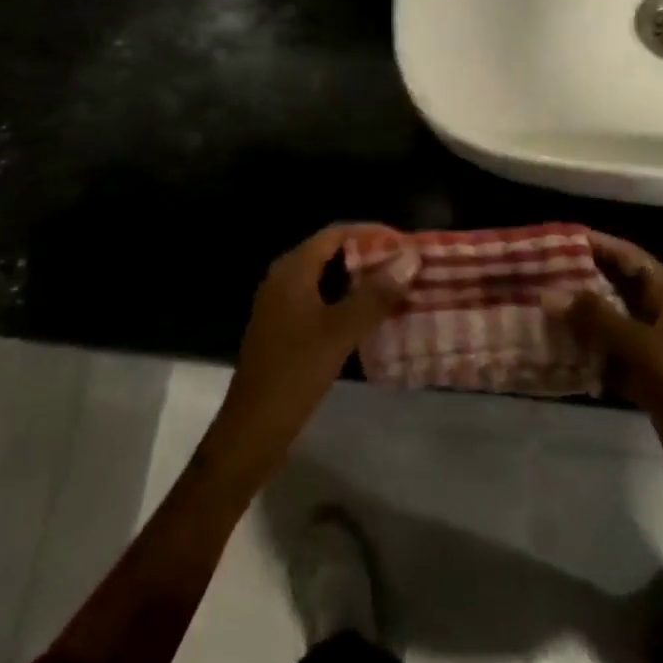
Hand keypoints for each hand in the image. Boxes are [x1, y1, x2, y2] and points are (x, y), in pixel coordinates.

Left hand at [205, 226, 418, 481]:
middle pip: (331, 254)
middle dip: (369, 257)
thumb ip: (374, 294)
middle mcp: (284, 279)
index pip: (335, 233)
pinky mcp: (286, 330)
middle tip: (407, 267)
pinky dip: (348, 304)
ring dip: (360, 282)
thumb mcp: (339, 331)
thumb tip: (409, 258)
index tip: (404, 242)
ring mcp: (283, 306)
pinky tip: (373, 319)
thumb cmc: (294, 372)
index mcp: (292, 270)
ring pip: (327, 280)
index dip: (370, 233)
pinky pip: (322, 303)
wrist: (253, 429)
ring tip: (398, 290)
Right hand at [551, 231, 662, 551]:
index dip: (592, 244)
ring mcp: (657, 349)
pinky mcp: (648, 379)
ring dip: (577, 316)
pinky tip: (553, 350)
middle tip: (534, 272)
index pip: (628, 256)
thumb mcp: (644, 351)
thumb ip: (596, 319)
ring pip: (610, 321)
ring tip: (535, 305)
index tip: (550, 239)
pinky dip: (585, 351)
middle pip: (616, 286)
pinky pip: (610, 354)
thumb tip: (549, 293)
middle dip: (578, 279)